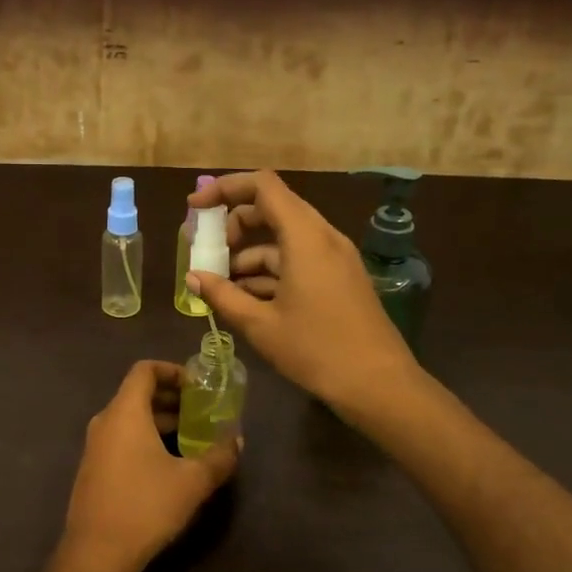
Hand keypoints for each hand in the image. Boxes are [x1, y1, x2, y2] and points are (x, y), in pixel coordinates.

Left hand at [60, 360, 240, 571]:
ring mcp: (95, 446)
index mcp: (125, 412)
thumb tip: (237, 440)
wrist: (97, 553)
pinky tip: (168, 463)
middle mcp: (105, 421)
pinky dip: (145, 438)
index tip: (198, 384)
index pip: (144, 370)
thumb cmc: (146, 506)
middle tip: (202, 411)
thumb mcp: (192, 482)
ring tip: (192, 437)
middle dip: (172, 398)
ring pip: (130, 419)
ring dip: (160, 421)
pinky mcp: (93, 468)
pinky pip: (121, 438)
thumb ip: (219, 456)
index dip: (172, 370)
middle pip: (137, 393)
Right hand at [187, 169, 415, 411]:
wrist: (379, 384)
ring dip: (250, 253)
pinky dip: (270, 269)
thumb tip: (193, 277)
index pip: (262, 186)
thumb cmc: (316, 351)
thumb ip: (222, 295)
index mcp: (305, 237)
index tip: (195, 209)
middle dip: (234, 225)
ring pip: (284, 238)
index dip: (224, 189)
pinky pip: (299, 258)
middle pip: (272, 208)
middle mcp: (323, 236)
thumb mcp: (260, 325)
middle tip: (208, 253)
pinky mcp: (340, 277)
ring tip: (222, 286)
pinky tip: (249, 299)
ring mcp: (335, 257)